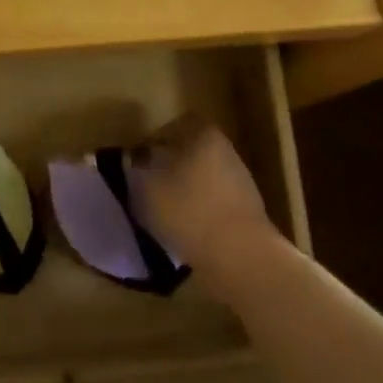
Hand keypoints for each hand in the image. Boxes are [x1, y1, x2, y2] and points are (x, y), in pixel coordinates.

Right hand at [132, 117, 276, 272]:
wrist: (240, 254)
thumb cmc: (188, 210)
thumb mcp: (146, 186)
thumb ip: (136, 167)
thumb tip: (136, 158)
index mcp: (202, 134)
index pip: (170, 128)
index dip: (150, 145)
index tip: (136, 166)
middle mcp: (225, 149)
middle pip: (187, 152)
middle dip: (167, 169)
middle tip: (147, 190)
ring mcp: (239, 179)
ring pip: (200, 178)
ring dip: (183, 192)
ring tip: (164, 214)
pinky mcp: (246, 209)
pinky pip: (213, 202)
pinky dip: (198, 212)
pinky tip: (186, 230)